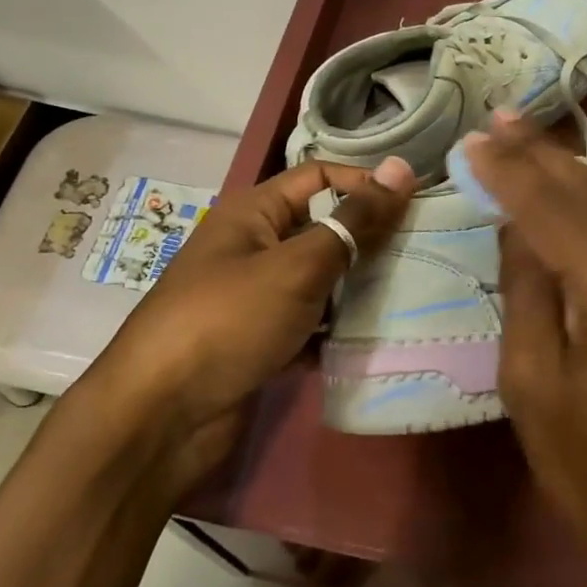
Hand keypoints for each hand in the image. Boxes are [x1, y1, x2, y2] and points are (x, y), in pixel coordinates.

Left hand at [65, 157, 414, 493]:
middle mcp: (254, 247)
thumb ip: (352, 221)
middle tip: (425, 253)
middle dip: (368, 240)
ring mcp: (256, 298)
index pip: (319, 177)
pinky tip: (374, 339)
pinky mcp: (261, 341)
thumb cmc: (229, 321)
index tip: (416, 205)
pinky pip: (310, 324)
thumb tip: (400, 169)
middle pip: (322, 229)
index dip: (364, 184)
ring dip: (357, 288)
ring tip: (412, 295)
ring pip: (320, 280)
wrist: (161, 417)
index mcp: (253, 212)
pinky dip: (336, 330)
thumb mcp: (296, 266)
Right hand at [463, 116, 586, 586]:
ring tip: (525, 142)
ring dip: (572, 176)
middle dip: (543, 157)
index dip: (513, 171)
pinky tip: (570, 191)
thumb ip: (527, 288)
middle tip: (499, 119)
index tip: (476, 137)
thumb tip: (519, 222)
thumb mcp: (532, 384)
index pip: (559, 213)